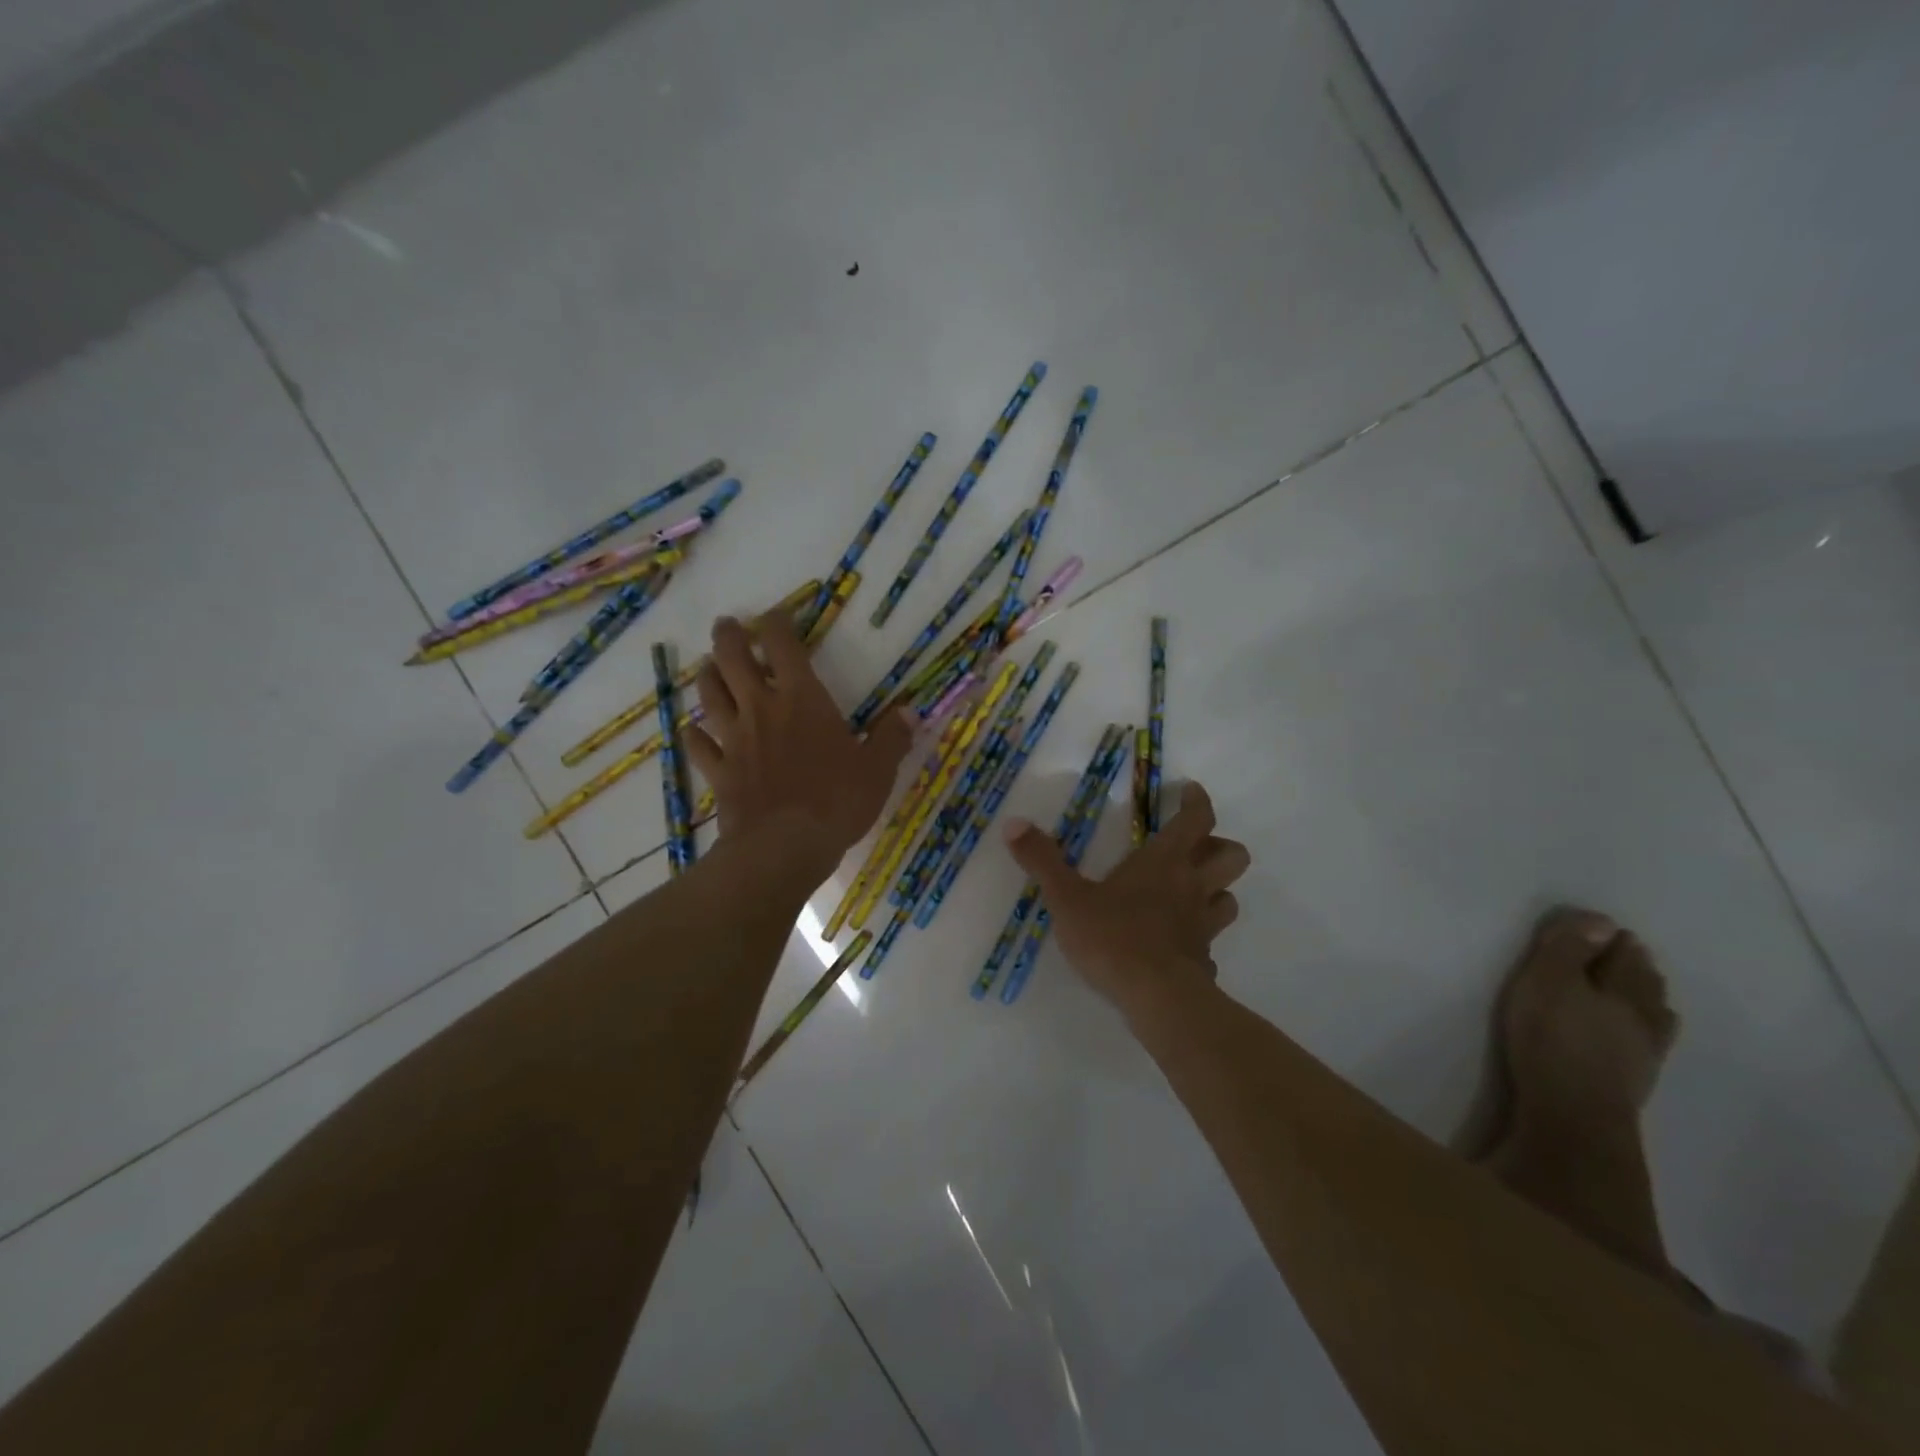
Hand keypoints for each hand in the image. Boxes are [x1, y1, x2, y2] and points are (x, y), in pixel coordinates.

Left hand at [684, 612, 912, 872]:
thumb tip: (909, 712)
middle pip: (733, 660)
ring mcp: (735, 740)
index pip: (784, 646)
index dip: (777, 623)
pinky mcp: (719, 772)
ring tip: (708, 667)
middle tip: (727, 625)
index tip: (776, 614)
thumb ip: (891, 739)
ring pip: (710, 696)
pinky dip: (693, 735)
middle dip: (729, 637)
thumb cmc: (836, 801)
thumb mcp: (877, 770)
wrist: (784, 847)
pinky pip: (700, 747)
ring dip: (707, 677)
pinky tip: (691, 731)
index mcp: (802, 699)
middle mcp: (762, 709)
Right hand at [1004, 781, 1250, 1016]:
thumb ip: (1042, 861)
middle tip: (1194, 848)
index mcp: (1165, 862)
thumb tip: (1014, 823)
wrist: (1156, 999)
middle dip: (1219, 846)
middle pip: (1233, 855)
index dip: (1197, 801)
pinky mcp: (1205, 959)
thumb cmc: (1113, 937)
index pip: (1197, 819)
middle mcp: (1192, 886)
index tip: (1189, 791)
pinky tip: (1178, 945)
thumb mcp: (1067, 897)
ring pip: (1230, 897)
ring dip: (1217, 890)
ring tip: (1191, 893)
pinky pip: (1211, 941)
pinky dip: (1201, 937)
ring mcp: (1204, 925)